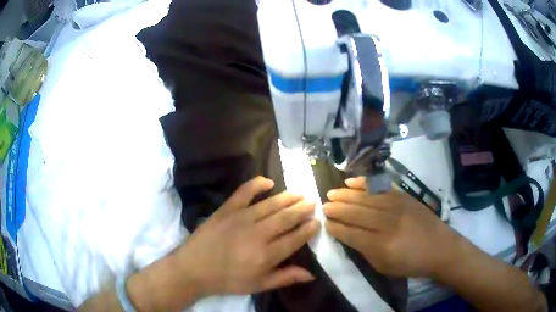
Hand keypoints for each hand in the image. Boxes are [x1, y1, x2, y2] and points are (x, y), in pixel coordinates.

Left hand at [175, 176, 319, 296]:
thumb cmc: (227, 280)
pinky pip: (244, 192)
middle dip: (302, 209)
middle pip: (286, 218)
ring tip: (300, 193)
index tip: (317, 222)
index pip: (295, 238)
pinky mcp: (226, 209)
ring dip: (288, 198)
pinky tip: (268, 182)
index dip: (308, 229)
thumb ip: (285, 278)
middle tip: (313, 203)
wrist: (193, 268)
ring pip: (271, 204)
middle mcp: (258, 233)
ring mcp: (241, 218)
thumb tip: (311, 274)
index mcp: (267, 255)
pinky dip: (257, 184)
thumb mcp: (258, 285)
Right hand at [323, 176, 458, 277]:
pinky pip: (379, 186)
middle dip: (336, 209)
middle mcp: (386, 223)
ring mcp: (395, 206)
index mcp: (380, 245)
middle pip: (355, 213)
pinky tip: (351, 181)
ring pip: (364, 198)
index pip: (350, 234)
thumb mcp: (384, 266)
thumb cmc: (410, 263)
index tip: (325, 223)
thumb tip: (348, 235)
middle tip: (323, 206)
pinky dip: (363, 183)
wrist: (439, 247)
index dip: (336, 228)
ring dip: (345, 195)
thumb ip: (364, 251)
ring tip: (331, 193)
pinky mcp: (402, 195)